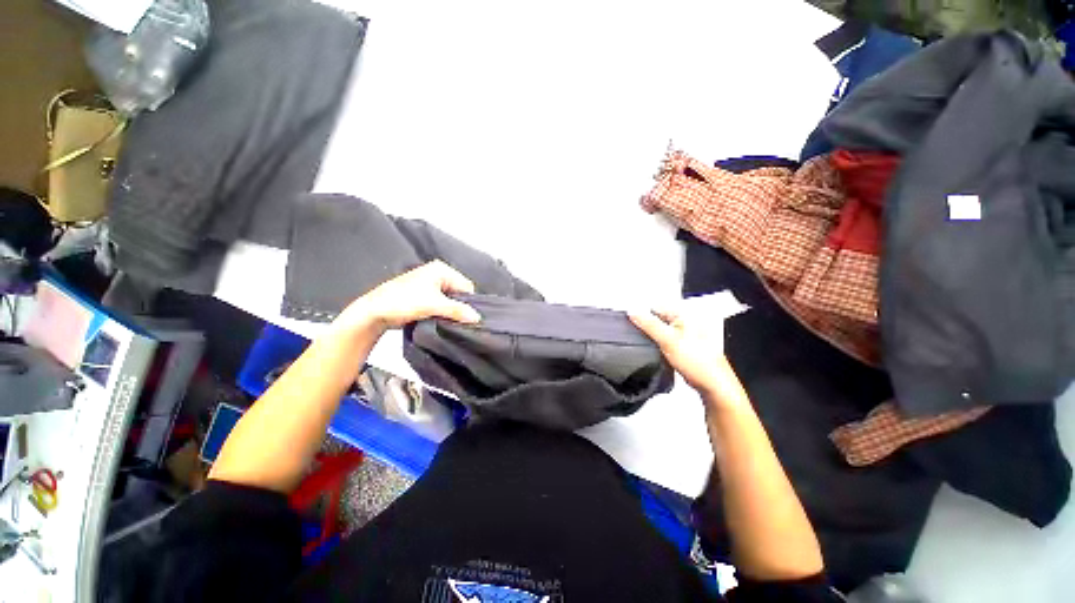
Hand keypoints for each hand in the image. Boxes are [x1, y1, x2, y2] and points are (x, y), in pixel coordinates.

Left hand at [336, 261, 481, 333]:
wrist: (374, 312)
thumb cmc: (402, 302)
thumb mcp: (434, 305)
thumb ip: (457, 310)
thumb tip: (476, 317)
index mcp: (441, 269)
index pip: (466, 286)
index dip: (468, 302)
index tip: (466, 316)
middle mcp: (436, 273)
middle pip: (458, 293)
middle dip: (458, 306)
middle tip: (454, 319)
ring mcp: (428, 284)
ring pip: (449, 299)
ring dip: (449, 310)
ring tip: (444, 319)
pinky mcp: (422, 294)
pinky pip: (440, 303)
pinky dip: (441, 311)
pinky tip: (437, 319)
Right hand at [629, 307, 749, 409]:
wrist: (712, 384)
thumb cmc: (697, 360)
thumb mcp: (667, 339)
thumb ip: (648, 324)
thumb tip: (632, 311)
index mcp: (685, 313)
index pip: (656, 307)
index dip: (643, 316)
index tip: (635, 327)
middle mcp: (686, 320)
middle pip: (658, 318)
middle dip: (648, 328)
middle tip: (644, 340)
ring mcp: (686, 333)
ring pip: (661, 330)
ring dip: (653, 338)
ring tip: (652, 348)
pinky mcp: (684, 344)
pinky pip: (666, 340)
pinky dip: (659, 345)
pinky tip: (658, 352)